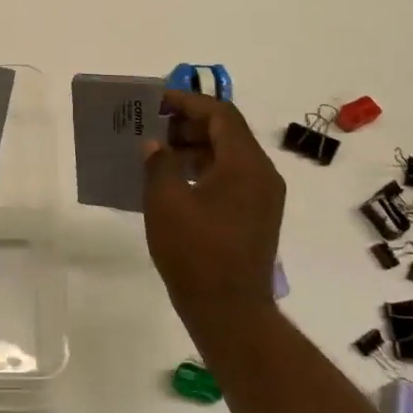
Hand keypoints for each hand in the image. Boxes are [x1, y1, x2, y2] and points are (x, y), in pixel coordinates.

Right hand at [142, 90, 286, 327]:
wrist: (229, 310)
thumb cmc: (195, 252)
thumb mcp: (166, 202)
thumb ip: (159, 164)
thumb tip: (154, 144)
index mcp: (246, 164)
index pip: (220, 114)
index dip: (187, 102)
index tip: (155, 102)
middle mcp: (262, 175)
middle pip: (227, 133)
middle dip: (188, 125)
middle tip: (151, 129)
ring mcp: (261, 198)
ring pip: (228, 157)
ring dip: (193, 149)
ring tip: (156, 156)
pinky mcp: (254, 217)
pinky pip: (229, 179)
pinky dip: (202, 171)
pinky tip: (172, 184)